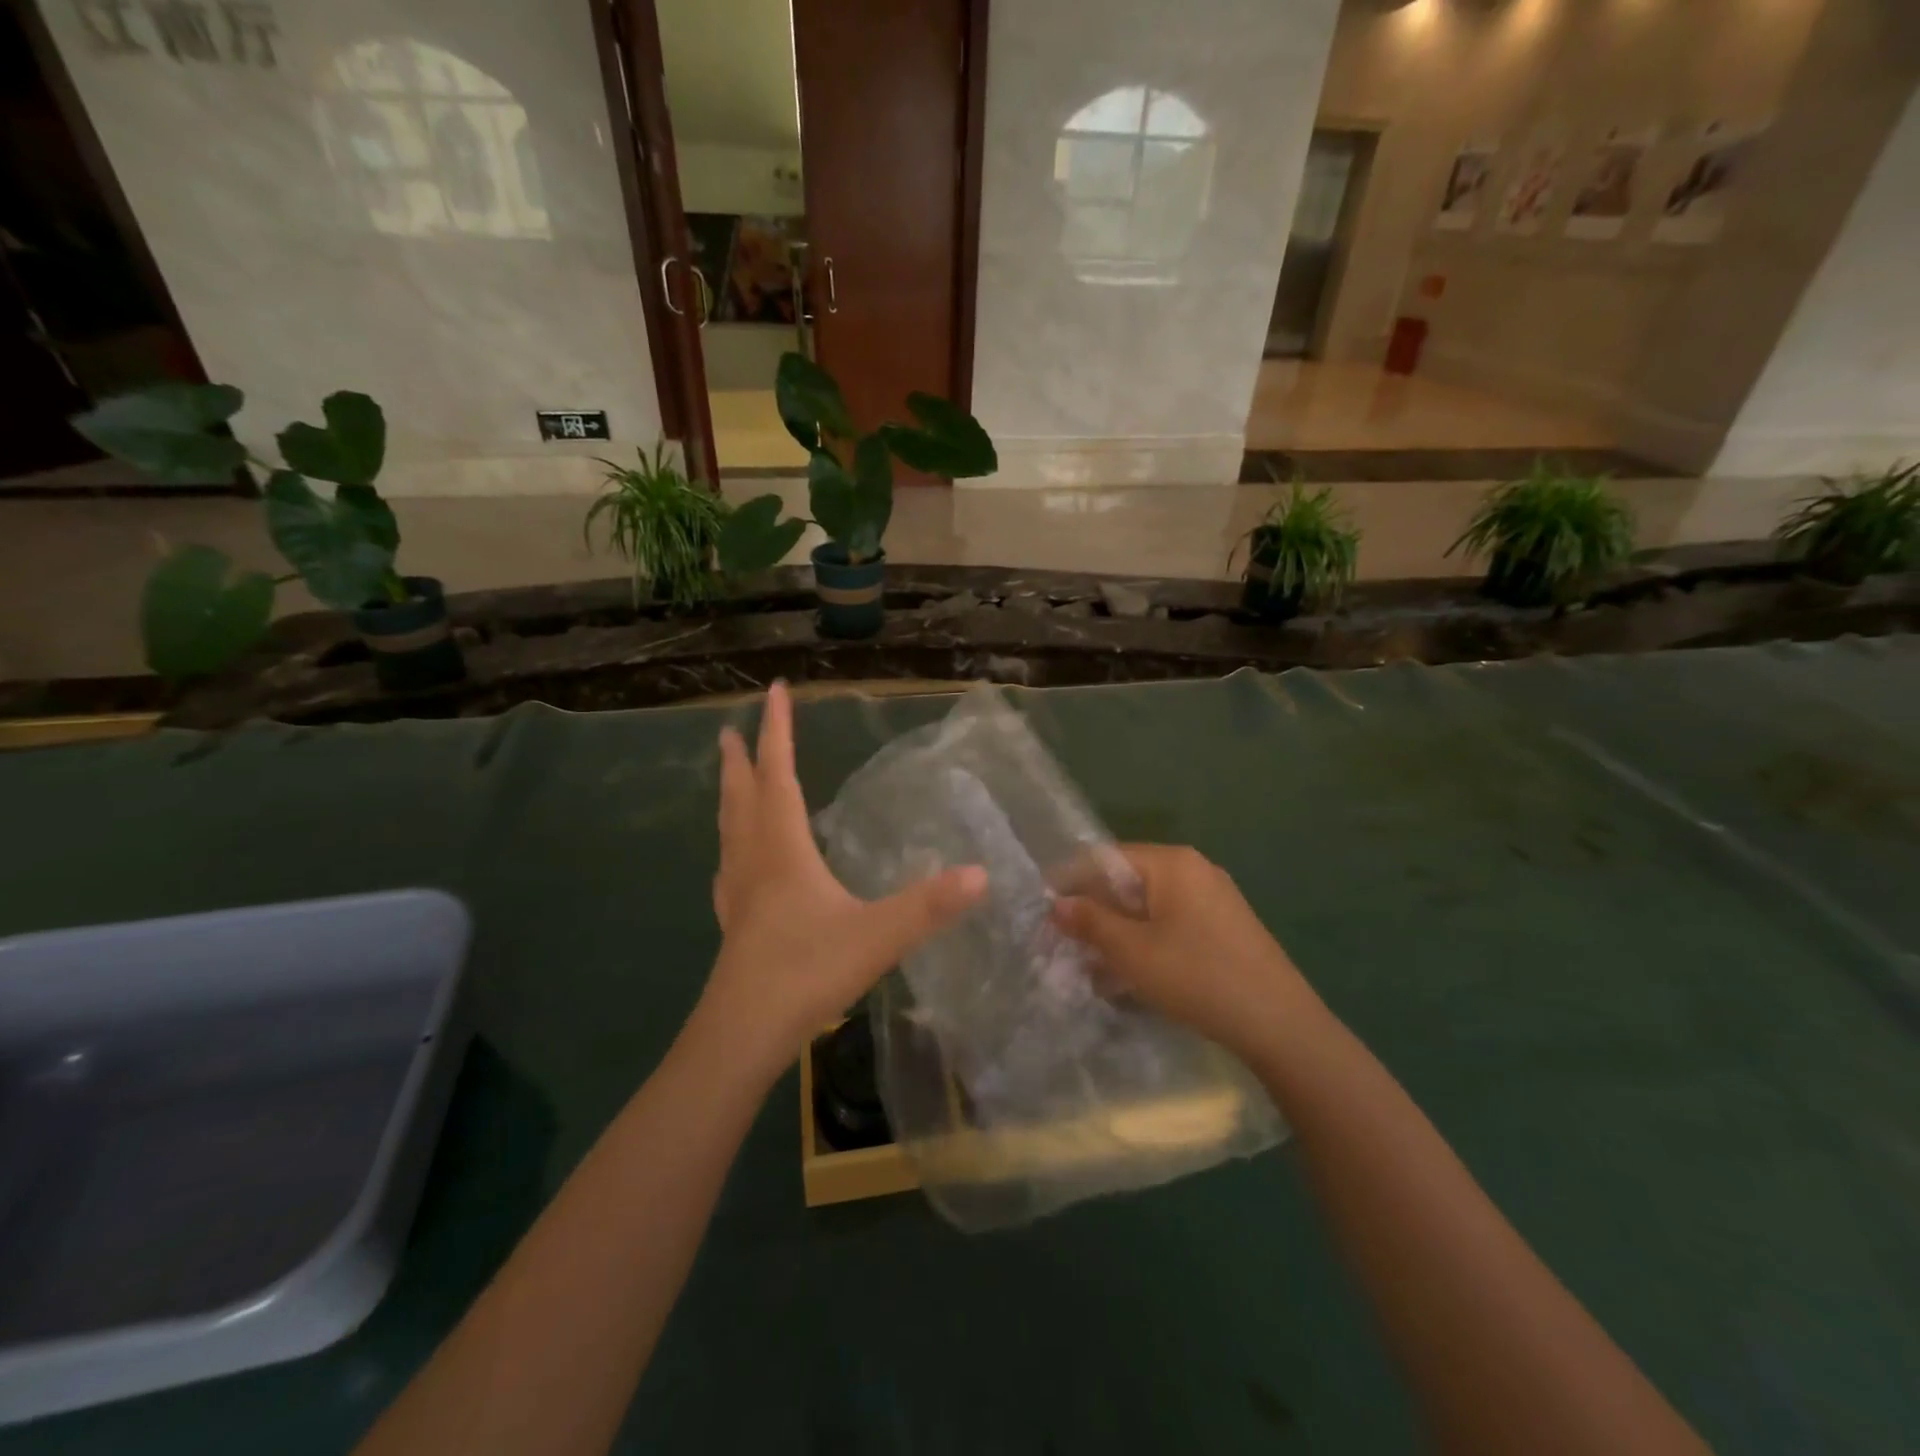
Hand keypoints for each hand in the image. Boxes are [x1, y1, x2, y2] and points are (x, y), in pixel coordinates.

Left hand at [695, 682, 985, 1078]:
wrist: (743, 1034)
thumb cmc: (807, 973)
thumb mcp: (878, 935)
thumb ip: (929, 905)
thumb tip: (982, 874)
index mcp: (784, 850)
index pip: (781, 775)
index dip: (778, 731)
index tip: (774, 690)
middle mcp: (755, 861)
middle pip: (743, 796)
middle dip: (741, 759)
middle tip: (730, 728)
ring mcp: (738, 894)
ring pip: (730, 830)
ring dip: (731, 796)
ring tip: (731, 779)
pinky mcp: (734, 924)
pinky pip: (729, 866)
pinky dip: (732, 845)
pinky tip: (735, 861)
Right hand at [1052, 845, 1320, 1059]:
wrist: (1280, 1024)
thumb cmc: (1197, 977)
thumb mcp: (1132, 952)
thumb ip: (1091, 922)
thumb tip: (1058, 904)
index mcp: (1172, 862)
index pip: (1105, 858)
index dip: (1071, 882)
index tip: (1044, 911)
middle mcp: (1194, 869)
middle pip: (1128, 880)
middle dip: (1094, 910)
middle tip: (1065, 942)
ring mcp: (1214, 898)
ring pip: (1149, 906)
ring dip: (1118, 931)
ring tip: (1093, 964)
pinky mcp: (1225, 926)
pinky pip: (1172, 923)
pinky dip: (1146, 941)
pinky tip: (1133, 974)